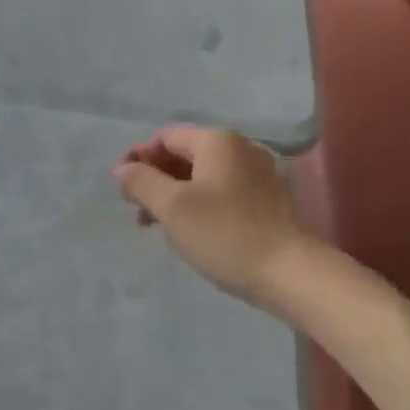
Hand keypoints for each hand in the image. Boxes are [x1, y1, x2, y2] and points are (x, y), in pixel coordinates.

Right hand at [111, 126, 314, 307]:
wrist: (288, 271)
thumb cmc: (224, 233)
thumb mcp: (173, 207)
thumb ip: (141, 182)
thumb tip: (121, 168)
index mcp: (218, 141)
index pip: (166, 137)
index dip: (138, 159)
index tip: (121, 189)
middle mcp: (240, 148)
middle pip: (185, 154)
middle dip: (156, 178)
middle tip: (135, 210)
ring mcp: (258, 173)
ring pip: (203, 176)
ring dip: (175, 195)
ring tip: (157, 226)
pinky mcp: (267, 199)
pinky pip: (222, 191)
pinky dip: (199, 204)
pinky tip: (190, 231)